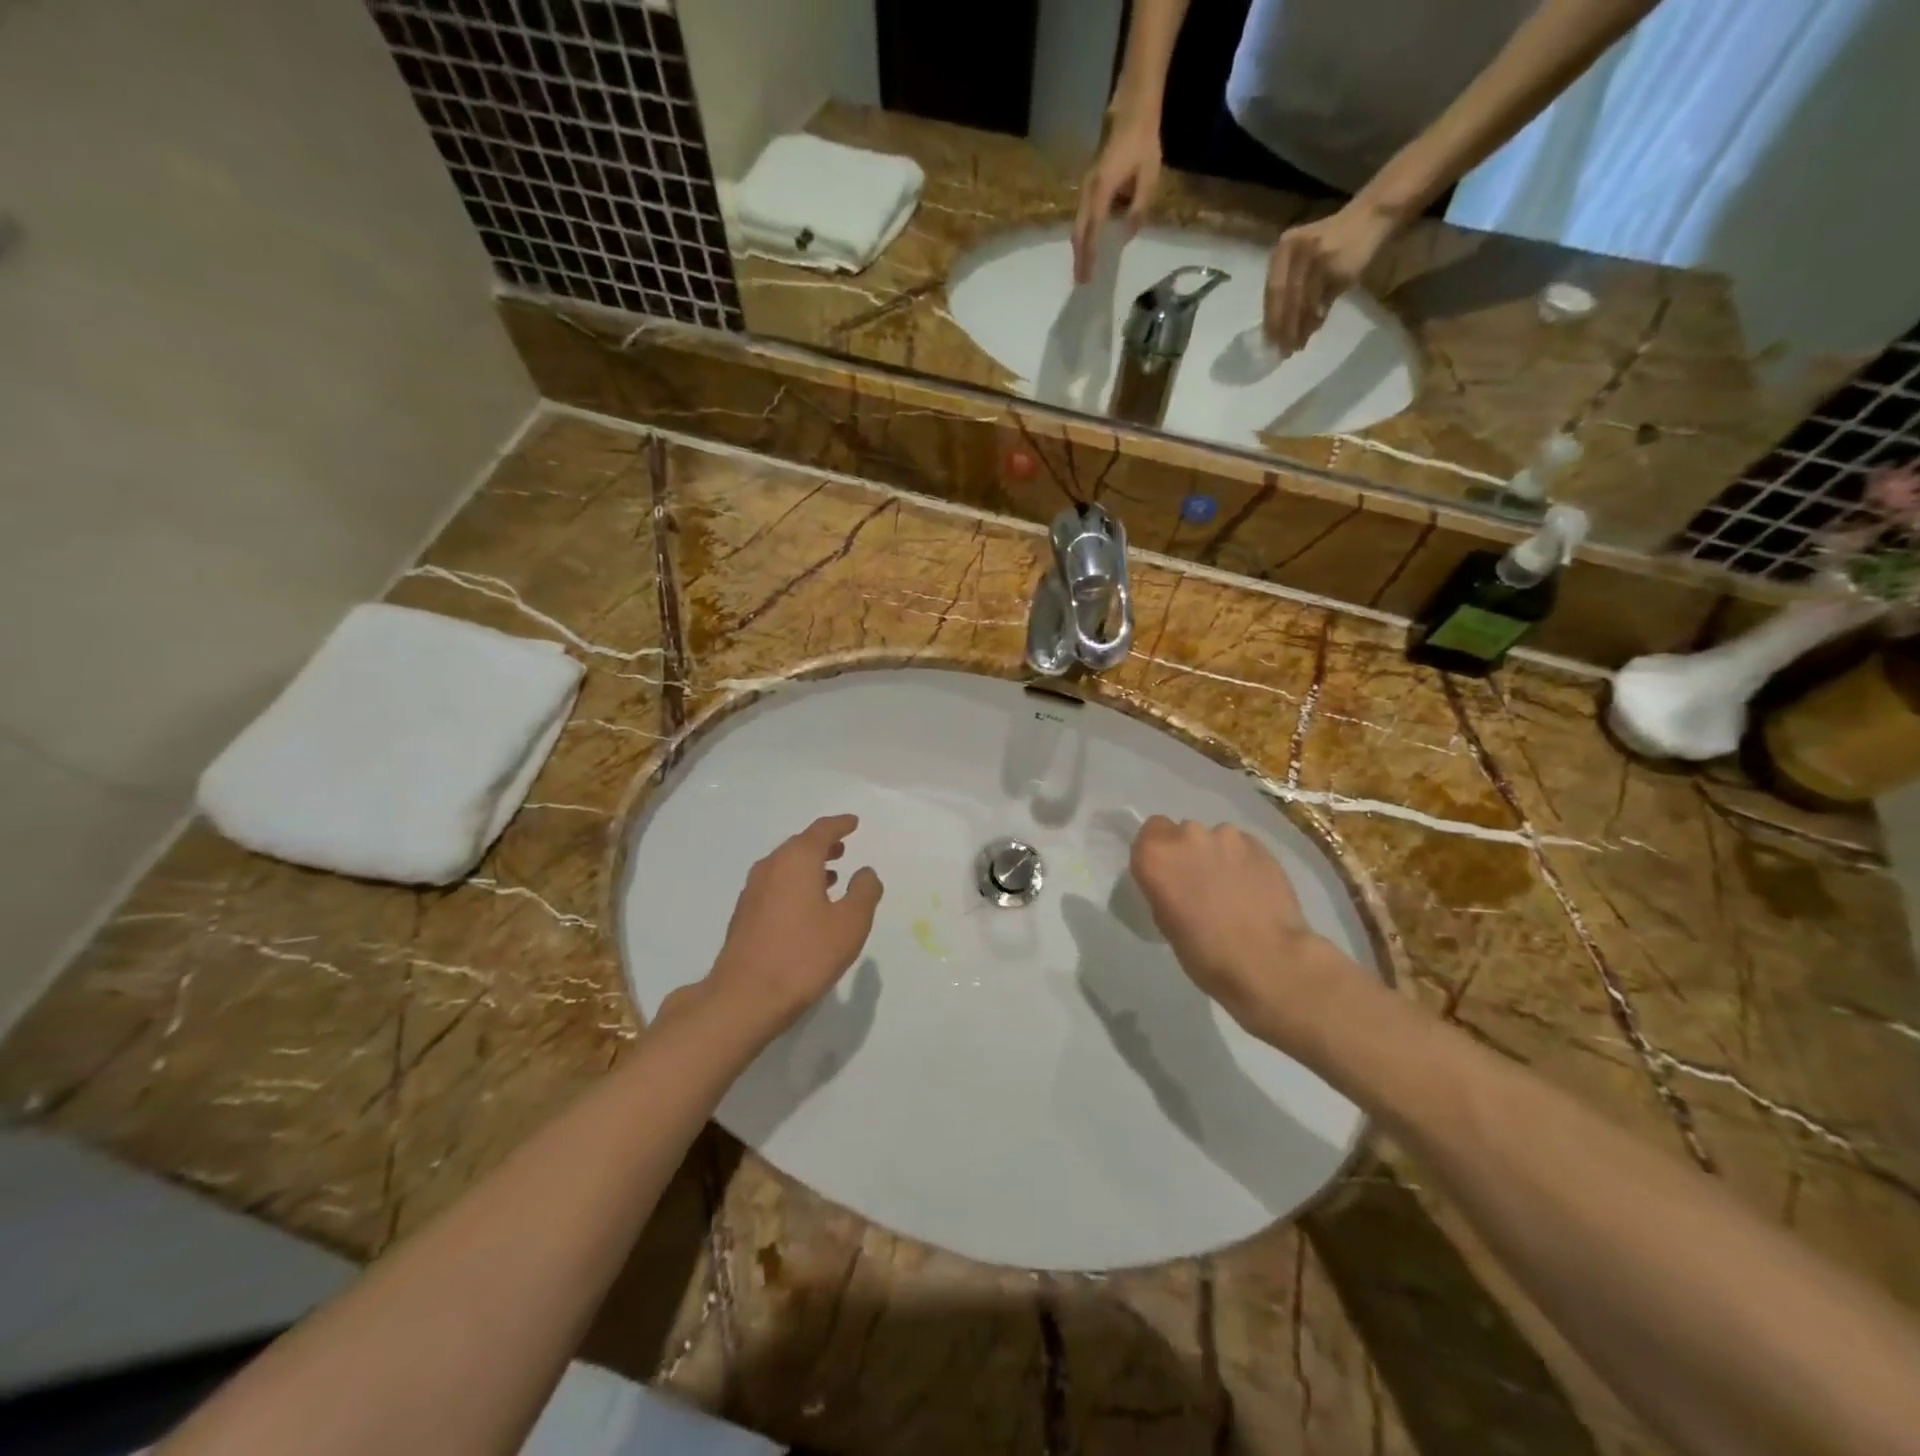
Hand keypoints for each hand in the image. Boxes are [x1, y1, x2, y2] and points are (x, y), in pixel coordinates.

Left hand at [705, 814, 883, 1038]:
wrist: (745, 997)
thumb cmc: (804, 955)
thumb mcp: (850, 924)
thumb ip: (864, 892)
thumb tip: (865, 872)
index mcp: (796, 860)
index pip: (821, 831)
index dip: (840, 824)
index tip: (853, 822)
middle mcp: (771, 867)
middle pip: (799, 846)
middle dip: (822, 845)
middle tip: (843, 847)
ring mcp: (752, 891)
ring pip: (785, 866)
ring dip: (808, 866)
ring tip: (830, 876)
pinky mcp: (744, 915)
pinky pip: (775, 886)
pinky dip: (794, 884)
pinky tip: (806, 906)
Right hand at [1072, 120, 1161, 283]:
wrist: (1132, 108)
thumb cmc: (1143, 141)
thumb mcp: (1148, 177)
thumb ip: (1139, 209)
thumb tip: (1127, 235)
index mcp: (1102, 191)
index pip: (1092, 231)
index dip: (1089, 256)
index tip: (1087, 277)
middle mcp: (1089, 191)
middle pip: (1079, 231)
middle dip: (1079, 257)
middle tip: (1081, 280)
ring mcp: (1087, 187)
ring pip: (1079, 224)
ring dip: (1080, 246)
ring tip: (1083, 266)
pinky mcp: (1089, 184)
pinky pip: (1083, 215)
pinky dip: (1084, 233)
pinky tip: (1089, 243)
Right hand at [1128, 816, 1351, 1051]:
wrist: (1268, 960)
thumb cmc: (1205, 952)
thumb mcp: (1164, 922)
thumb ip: (1164, 887)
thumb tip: (1175, 882)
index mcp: (1156, 855)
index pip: (1148, 833)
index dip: (1157, 852)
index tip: (1166, 875)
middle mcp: (1188, 836)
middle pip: (1181, 833)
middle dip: (1187, 852)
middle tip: (1198, 884)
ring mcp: (1227, 837)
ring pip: (1214, 838)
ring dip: (1216, 855)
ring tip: (1231, 888)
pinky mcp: (1260, 845)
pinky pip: (1242, 847)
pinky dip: (1242, 862)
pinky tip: (1252, 889)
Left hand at [1263, 201, 1399, 352]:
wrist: (1373, 215)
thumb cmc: (1335, 242)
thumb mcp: (1305, 257)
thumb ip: (1291, 285)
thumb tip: (1279, 328)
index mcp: (1284, 247)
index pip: (1272, 291)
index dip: (1270, 319)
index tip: (1268, 343)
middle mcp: (1298, 250)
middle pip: (1285, 299)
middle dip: (1283, 329)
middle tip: (1282, 352)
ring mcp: (1318, 258)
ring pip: (1303, 303)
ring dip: (1299, 329)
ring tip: (1297, 347)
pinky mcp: (1337, 268)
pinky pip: (1322, 301)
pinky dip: (1316, 319)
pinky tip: (1314, 330)